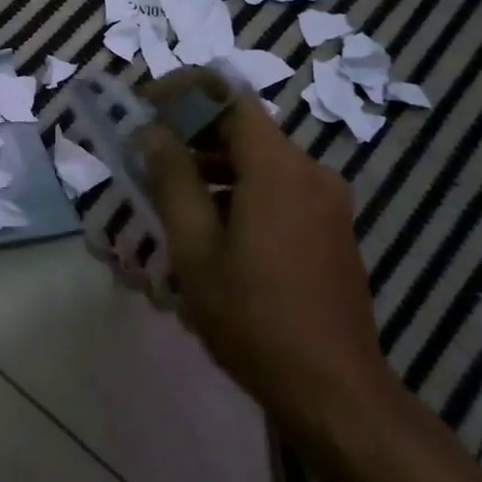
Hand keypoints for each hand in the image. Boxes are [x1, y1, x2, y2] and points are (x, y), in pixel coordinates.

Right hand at [136, 72, 396, 451]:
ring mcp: (326, 201)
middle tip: (146, 149)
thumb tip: (151, 133)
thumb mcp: (196, 248)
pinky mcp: (330, 227)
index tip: (146, 105)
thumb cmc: (254, 317)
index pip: (229, 95)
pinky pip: (278, 186)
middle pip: (245, 126)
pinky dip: (239, 186)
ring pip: (260, 158)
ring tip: (167, 188)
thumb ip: (172, 180)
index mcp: (278, 168)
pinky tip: (209, 222)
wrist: (334, 391)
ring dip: (213, 161)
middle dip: (192, 128)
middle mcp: (310, 171)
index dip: (184, 89)